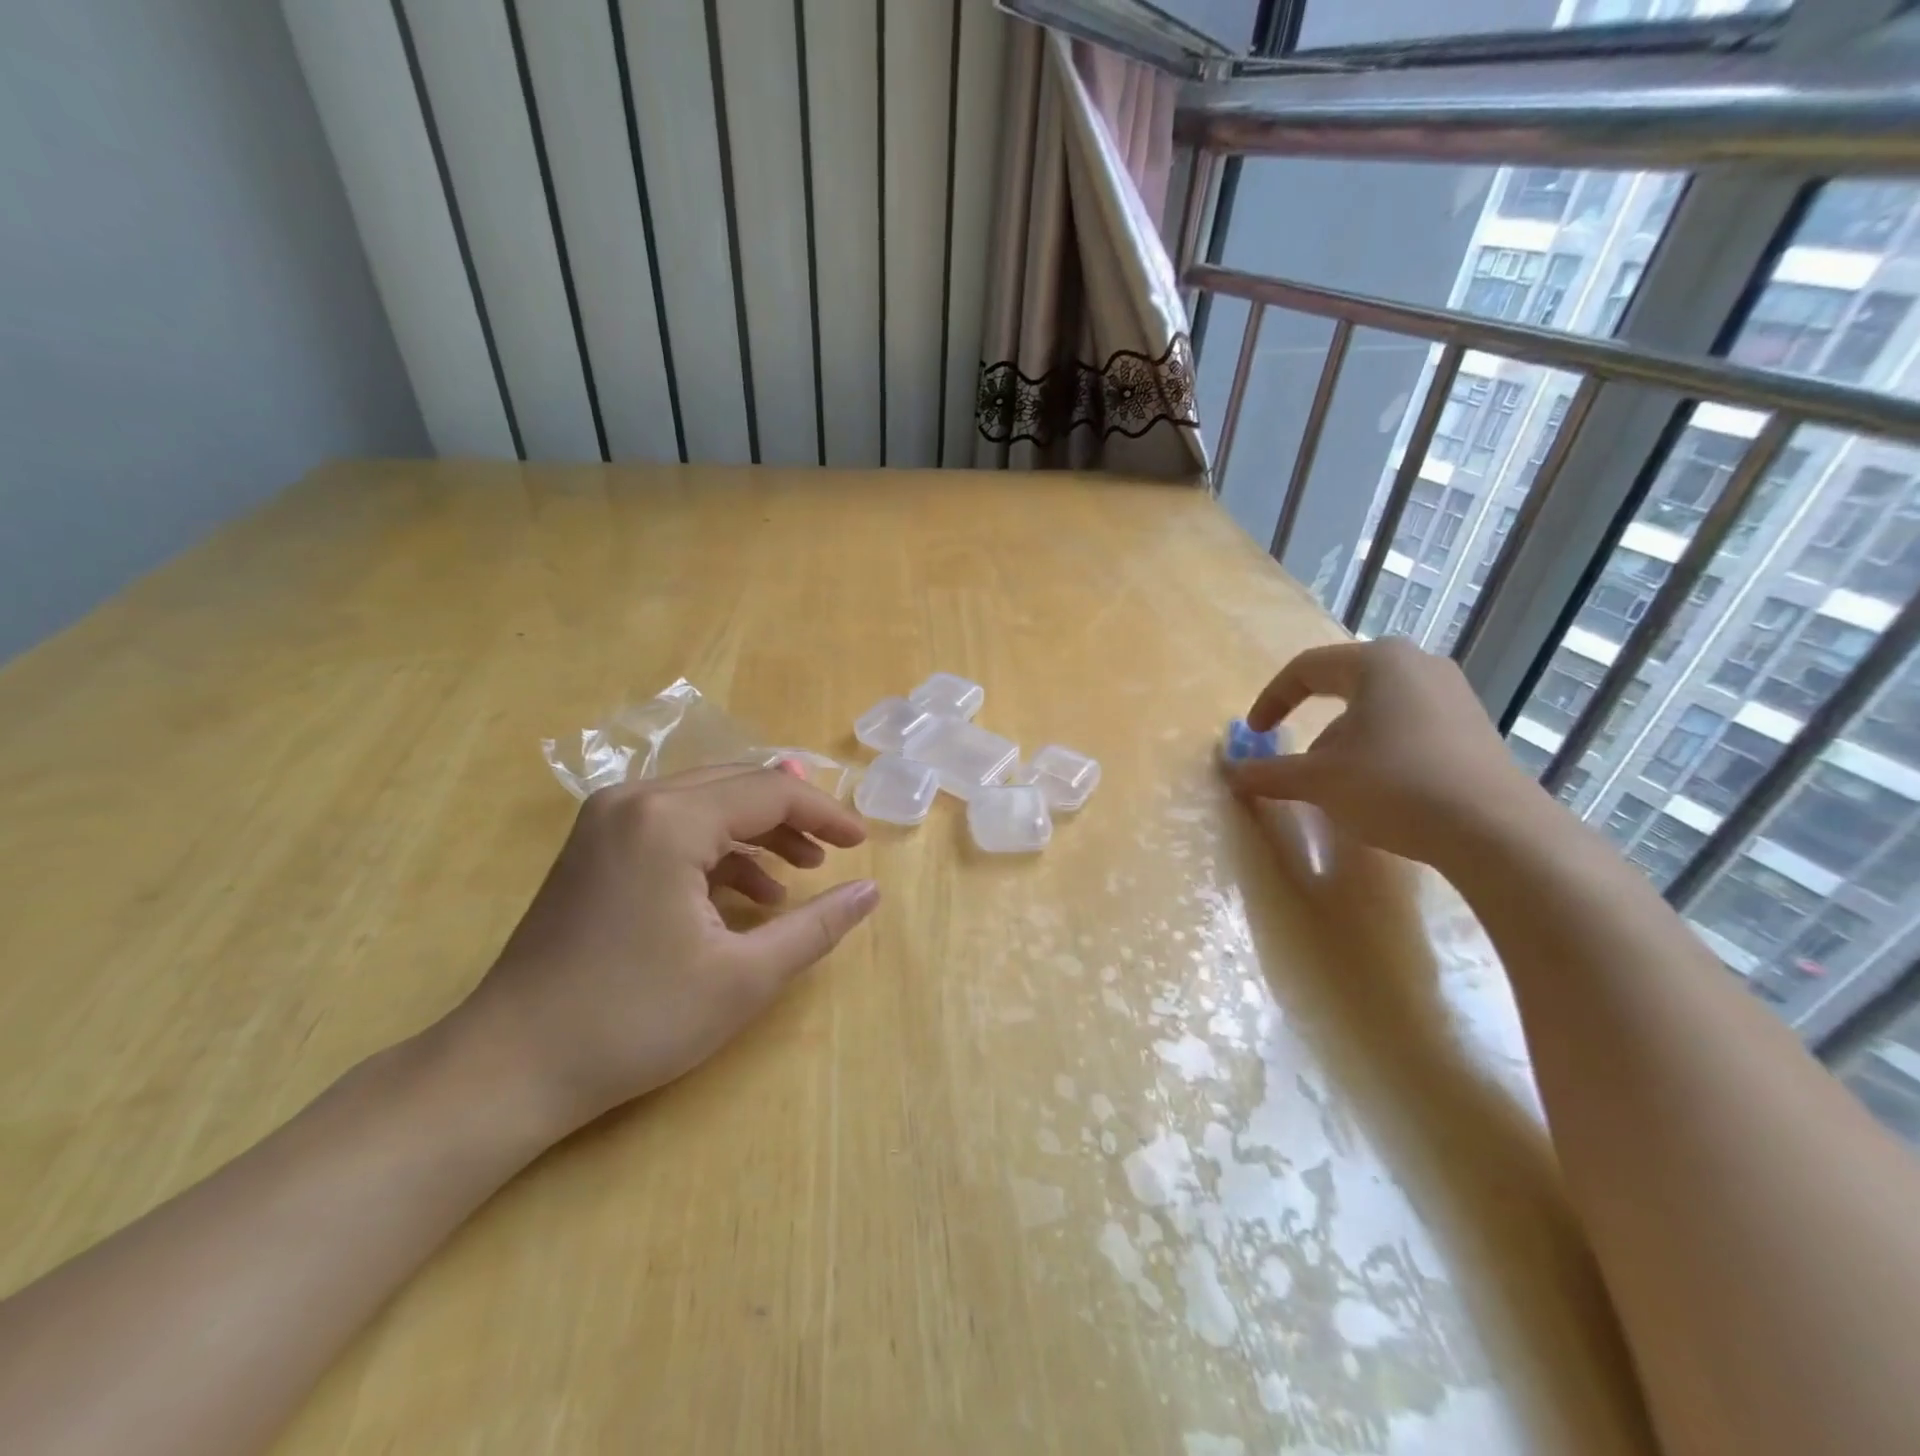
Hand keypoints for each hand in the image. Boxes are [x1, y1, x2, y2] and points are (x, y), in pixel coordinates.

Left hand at [449, 766, 877, 1140]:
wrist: (509, 1067)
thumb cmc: (635, 1020)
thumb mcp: (744, 977)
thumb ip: (817, 926)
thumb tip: (871, 891)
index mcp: (670, 819)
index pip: (770, 792)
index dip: (825, 814)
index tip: (863, 843)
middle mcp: (635, 800)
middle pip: (738, 786)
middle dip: (793, 818)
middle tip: (835, 853)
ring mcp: (607, 820)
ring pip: (707, 803)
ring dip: (758, 833)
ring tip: (800, 873)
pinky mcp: (595, 847)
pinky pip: (675, 827)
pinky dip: (718, 851)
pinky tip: (747, 895)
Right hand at [1224, 638, 1547, 866]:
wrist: (1495, 831)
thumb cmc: (1394, 786)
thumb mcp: (1319, 780)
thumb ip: (1269, 772)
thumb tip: (1230, 773)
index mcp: (1377, 662)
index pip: (1306, 668)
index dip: (1271, 700)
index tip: (1255, 734)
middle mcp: (1417, 664)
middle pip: (1344, 685)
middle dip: (1312, 723)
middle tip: (1298, 757)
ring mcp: (1453, 694)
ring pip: (1377, 708)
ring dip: (1346, 740)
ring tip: (1339, 781)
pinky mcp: (1474, 726)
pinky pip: (1409, 725)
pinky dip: (1380, 748)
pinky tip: (1381, 788)